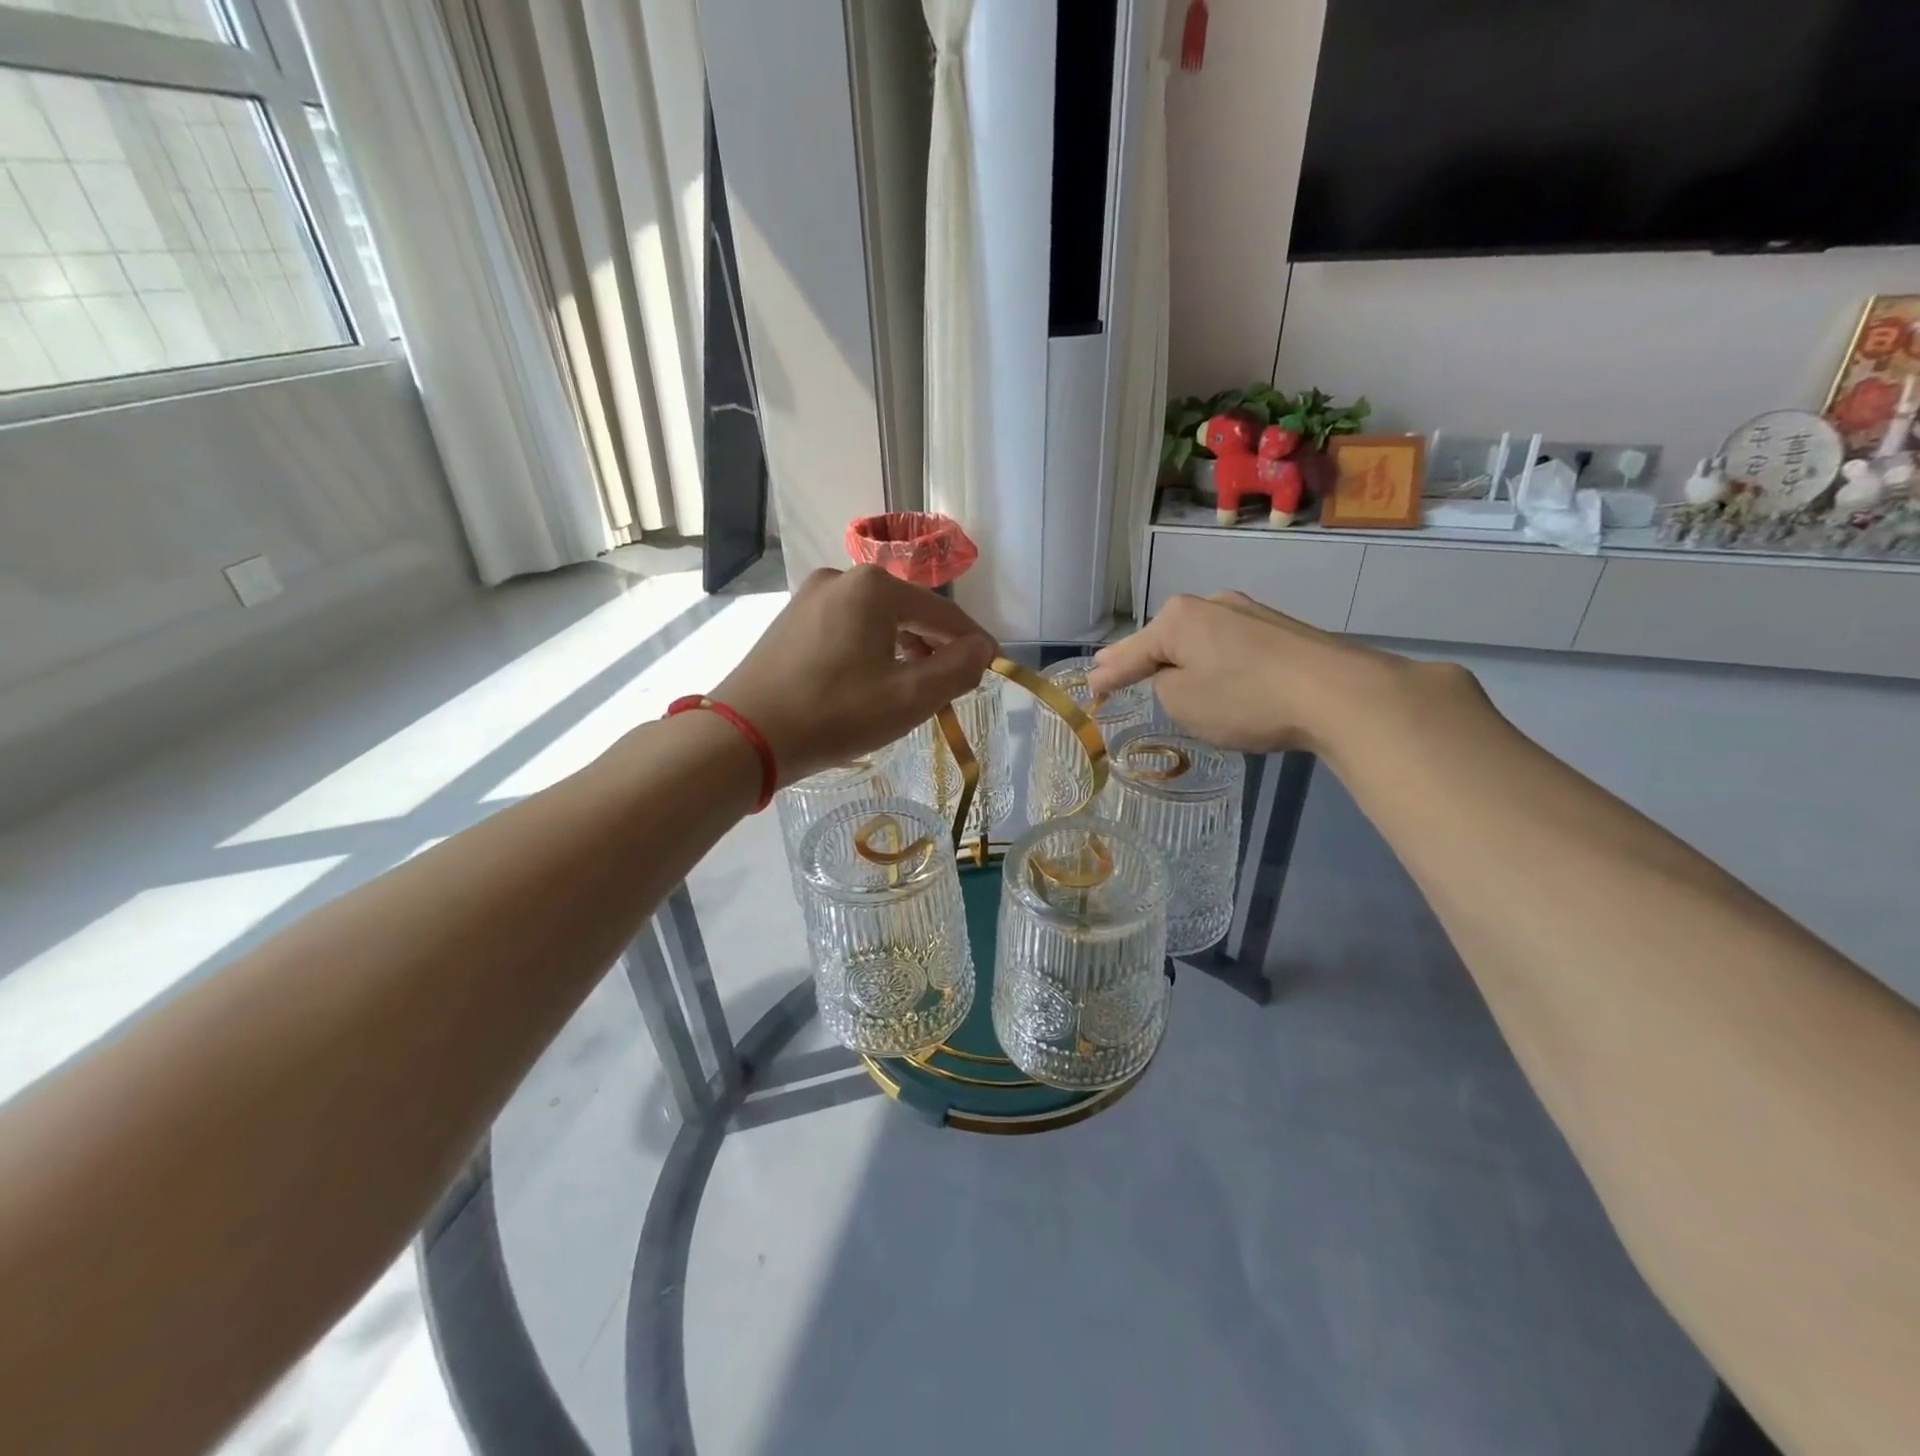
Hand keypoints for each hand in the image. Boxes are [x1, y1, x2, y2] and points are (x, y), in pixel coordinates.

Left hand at [716, 566, 997, 784]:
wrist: (745, 736)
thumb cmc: (835, 713)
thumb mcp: (909, 697)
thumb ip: (957, 669)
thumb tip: (982, 649)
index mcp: (874, 587)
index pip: (942, 611)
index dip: (972, 641)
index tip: (993, 665)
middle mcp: (841, 578)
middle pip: (908, 612)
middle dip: (935, 646)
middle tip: (951, 683)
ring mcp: (809, 598)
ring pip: (876, 621)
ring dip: (903, 649)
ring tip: (913, 686)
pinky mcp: (790, 621)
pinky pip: (847, 629)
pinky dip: (871, 650)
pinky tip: (871, 680)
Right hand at [1086, 592, 1399, 755]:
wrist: (1337, 693)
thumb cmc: (1243, 698)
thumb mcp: (1181, 701)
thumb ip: (1159, 685)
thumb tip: (1171, 674)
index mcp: (1178, 617)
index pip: (1129, 652)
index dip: (1107, 675)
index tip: (1089, 690)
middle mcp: (1211, 604)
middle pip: (1163, 637)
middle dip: (1139, 657)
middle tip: (1112, 671)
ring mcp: (1250, 613)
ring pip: (1199, 640)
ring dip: (1180, 659)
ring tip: (1162, 675)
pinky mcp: (1280, 631)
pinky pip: (1230, 649)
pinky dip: (1215, 663)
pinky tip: (1218, 677)